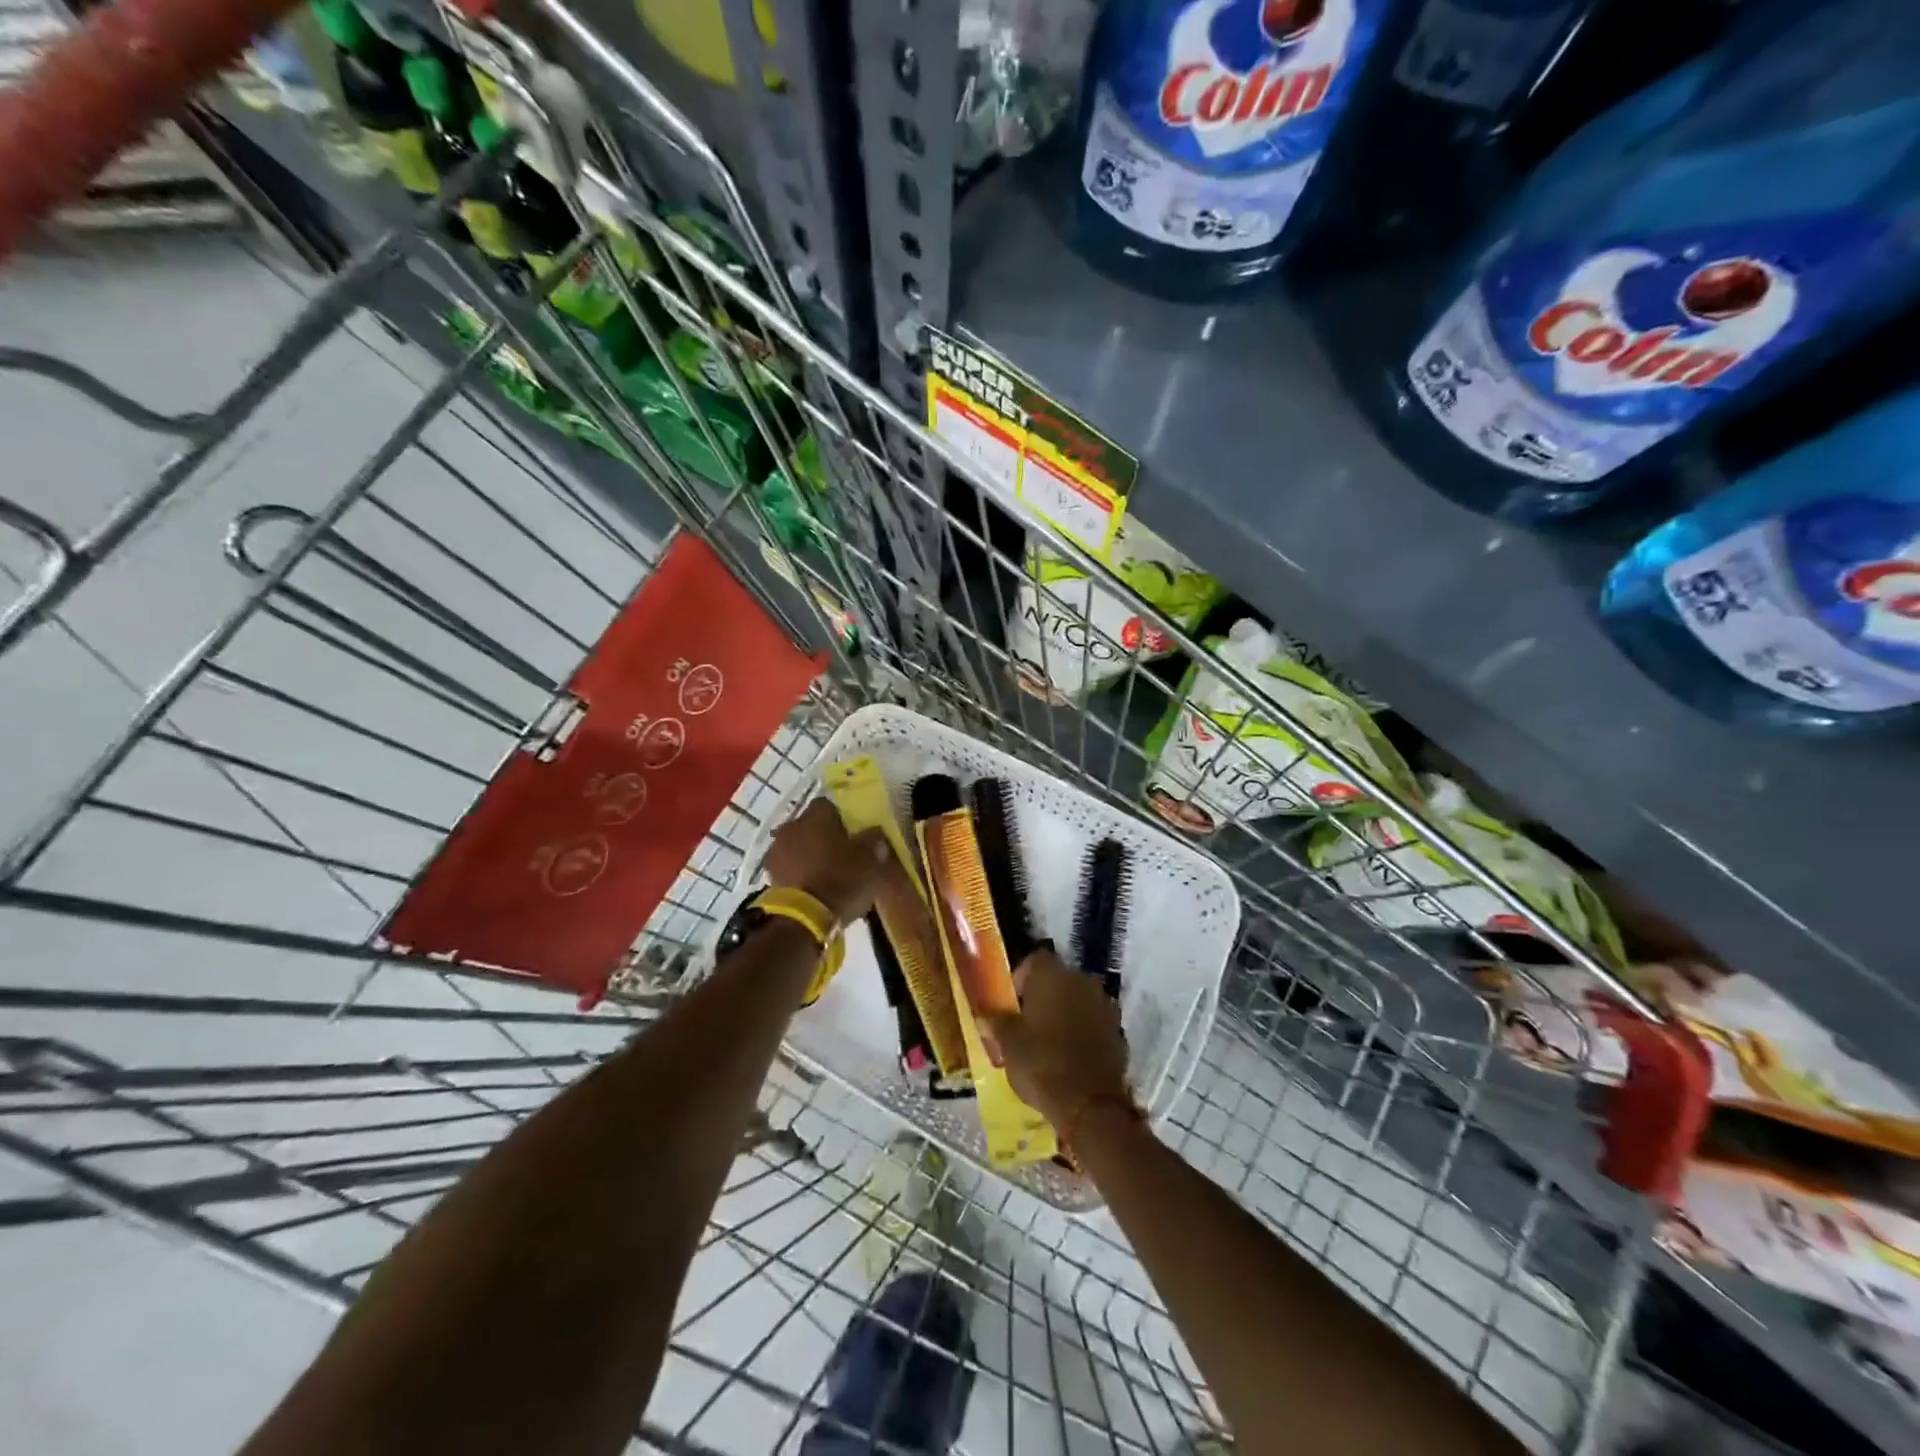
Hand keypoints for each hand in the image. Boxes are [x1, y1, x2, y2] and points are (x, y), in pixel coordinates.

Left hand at [763, 797, 889, 922]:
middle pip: (811, 825)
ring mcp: (776, 852)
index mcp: (816, 815)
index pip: (829, 805)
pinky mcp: (769, 877)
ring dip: (810, 855)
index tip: (855, 834)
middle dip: (824, 836)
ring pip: (798, 846)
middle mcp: (791, 826)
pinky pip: (789, 868)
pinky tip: (814, 888)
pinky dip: (800, 874)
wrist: (803, 919)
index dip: (844, 818)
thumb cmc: (841, 880)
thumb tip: (874, 834)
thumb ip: (873, 841)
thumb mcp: (870, 859)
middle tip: (844, 854)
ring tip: (829, 874)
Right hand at [988, 948, 1129, 1128]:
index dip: (1021, 976)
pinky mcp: (1118, 1031)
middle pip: (1059, 978)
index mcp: (1053, 976)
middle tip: (1027, 1021)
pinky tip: (1070, 1054)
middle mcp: (1082, 982)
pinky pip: (1094, 1022)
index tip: (1011, 1001)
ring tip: (1049, 1039)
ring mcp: (1104, 1005)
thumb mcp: (1009, 1045)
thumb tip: (987, 1015)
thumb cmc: (1042, 1065)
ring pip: (1078, 1000)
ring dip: (1065, 1012)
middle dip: (1043, 995)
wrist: (1090, 1106)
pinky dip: (1083, 1031)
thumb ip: (998, 1023)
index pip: (1035, 959)